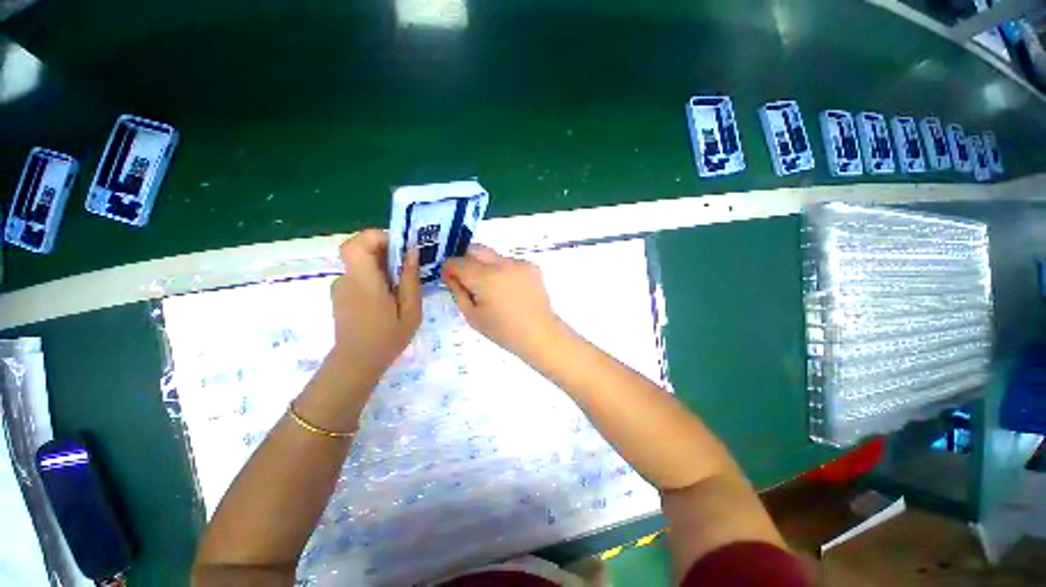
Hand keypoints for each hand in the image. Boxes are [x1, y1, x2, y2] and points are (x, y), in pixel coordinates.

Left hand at [327, 229, 421, 388]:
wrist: (357, 363)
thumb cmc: (388, 338)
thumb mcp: (411, 310)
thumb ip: (410, 279)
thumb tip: (411, 251)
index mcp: (364, 282)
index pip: (356, 244)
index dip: (376, 237)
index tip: (399, 247)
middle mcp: (347, 279)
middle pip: (361, 250)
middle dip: (386, 252)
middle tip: (406, 269)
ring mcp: (341, 286)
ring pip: (362, 263)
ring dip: (382, 267)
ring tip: (400, 289)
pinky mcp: (341, 293)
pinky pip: (359, 275)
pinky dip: (375, 278)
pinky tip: (387, 298)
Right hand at [442, 245, 562, 360]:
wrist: (540, 334)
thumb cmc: (504, 331)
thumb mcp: (472, 316)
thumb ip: (458, 292)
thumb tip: (451, 275)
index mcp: (486, 278)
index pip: (458, 262)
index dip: (449, 269)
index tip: (449, 279)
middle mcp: (502, 264)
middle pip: (475, 249)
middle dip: (465, 260)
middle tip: (466, 279)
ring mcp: (519, 263)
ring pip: (492, 255)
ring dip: (484, 266)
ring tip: (491, 288)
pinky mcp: (531, 266)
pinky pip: (509, 262)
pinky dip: (502, 270)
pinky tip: (508, 289)